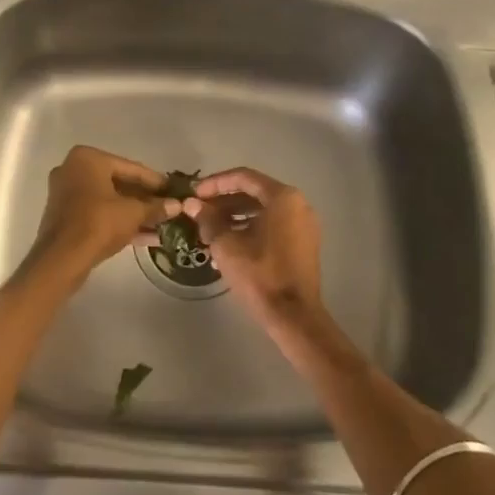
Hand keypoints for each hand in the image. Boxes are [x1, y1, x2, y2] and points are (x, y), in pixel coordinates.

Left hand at [30, 146, 179, 277]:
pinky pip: (98, 214)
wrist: (61, 259)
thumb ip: (156, 207)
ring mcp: (67, 194)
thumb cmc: (98, 223)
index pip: (130, 168)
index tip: (175, 190)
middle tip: (168, 208)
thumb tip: (178, 205)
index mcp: (88, 159)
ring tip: (162, 225)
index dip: (156, 182)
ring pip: (109, 201)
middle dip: (145, 199)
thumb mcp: (133, 213)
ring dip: (135, 213)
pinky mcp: (66, 216)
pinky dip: (119, 222)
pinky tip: (146, 237)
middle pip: (119, 183)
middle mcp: (73, 170)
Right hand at [184, 168, 323, 337]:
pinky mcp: (303, 244)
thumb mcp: (226, 245)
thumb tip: (191, 204)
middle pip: (254, 193)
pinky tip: (227, 247)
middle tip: (199, 213)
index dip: (215, 183)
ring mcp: (303, 225)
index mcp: (283, 198)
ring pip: (262, 211)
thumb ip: (208, 219)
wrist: (294, 317)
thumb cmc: (260, 275)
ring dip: (234, 218)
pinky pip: (272, 226)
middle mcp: (297, 205)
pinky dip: (250, 230)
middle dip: (223, 202)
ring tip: (208, 232)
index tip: (194, 194)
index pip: (243, 177)